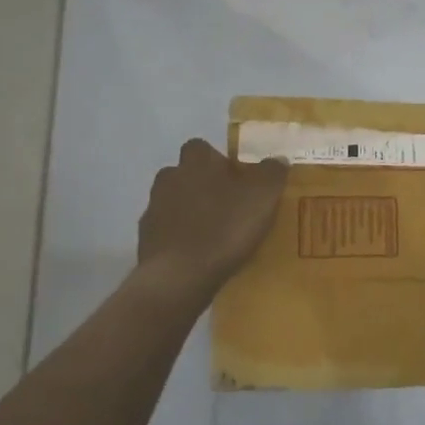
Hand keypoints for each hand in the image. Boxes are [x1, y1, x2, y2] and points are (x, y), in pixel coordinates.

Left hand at [137, 140, 287, 298]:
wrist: (179, 276)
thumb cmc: (225, 227)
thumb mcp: (263, 196)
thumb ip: (272, 172)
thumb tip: (278, 159)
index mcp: (196, 162)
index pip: (202, 148)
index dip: (218, 160)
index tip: (236, 178)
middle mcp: (170, 178)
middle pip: (186, 174)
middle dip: (203, 186)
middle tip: (228, 206)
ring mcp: (154, 210)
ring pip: (174, 203)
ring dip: (190, 212)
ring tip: (215, 233)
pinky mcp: (146, 240)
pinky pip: (167, 231)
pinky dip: (180, 238)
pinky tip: (198, 254)